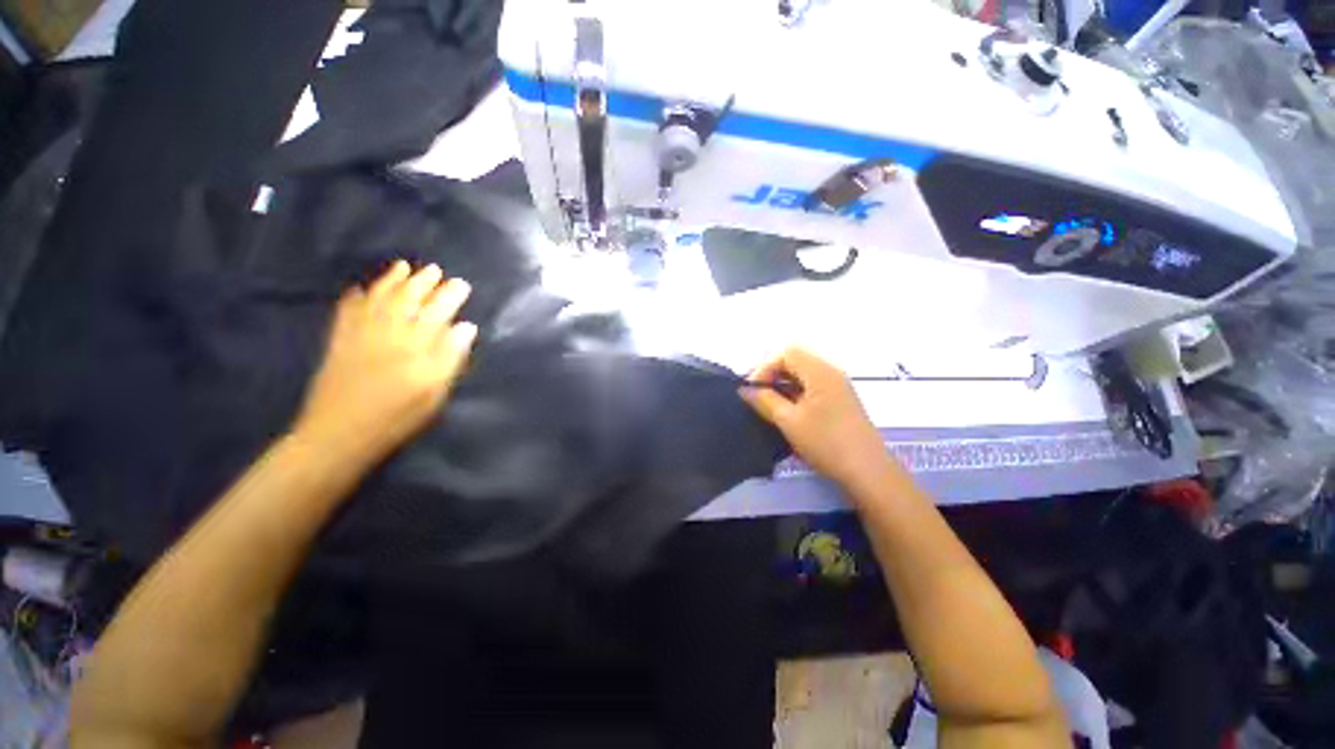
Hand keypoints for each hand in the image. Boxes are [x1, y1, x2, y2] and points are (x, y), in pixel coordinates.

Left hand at [294, 261, 477, 463]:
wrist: (339, 435)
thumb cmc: (396, 417)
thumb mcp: (435, 392)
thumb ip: (451, 357)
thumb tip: (467, 327)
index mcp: (415, 345)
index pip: (437, 312)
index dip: (449, 296)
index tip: (461, 284)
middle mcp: (387, 332)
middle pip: (407, 300)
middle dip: (422, 282)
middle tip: (434, 269)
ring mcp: (359, 334)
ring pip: (377, 299)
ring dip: (391, 281)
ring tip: (402, 266)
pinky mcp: (338, 342)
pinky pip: (346, 312)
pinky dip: (354, 297)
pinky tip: (359, 289)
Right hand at [740, 347, 895, 492]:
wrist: (868, 472)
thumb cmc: (826, 442)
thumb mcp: (789, 421)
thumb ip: (764, 401)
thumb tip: (744, 390)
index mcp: (820, 372)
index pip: (786, 354)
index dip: (764, 367)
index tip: (751, 389)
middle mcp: (831, 373)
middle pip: (795, 361)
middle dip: (772, 375)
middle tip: (756, 396)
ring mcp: (838, 387)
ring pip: (803, 376)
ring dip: (782, 386)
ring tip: (767, 406)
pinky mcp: (840, 402)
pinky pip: (812, 388)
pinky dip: (795, 394)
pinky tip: (786, 412)